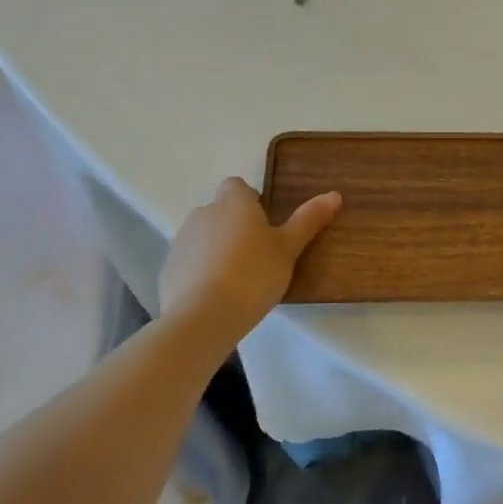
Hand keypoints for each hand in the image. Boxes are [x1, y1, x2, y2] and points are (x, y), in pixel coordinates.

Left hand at [159, 178, 340, 336]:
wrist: (203, 316)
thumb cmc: (253, 274)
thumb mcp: (289, 248)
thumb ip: (309, 220)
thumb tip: (334, 194)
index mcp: (233, 202)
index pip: (237, 186)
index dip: (251, 201)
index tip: (266, 226)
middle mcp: (203, 213)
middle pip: (220, 211)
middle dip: (235, 226)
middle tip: (258, 255)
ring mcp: (181, 241)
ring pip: (204, 236)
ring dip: (217, 248)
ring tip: (237, 279)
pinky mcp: (168, 269)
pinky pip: (189, 262)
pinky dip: (201, 271)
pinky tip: (216, 295)